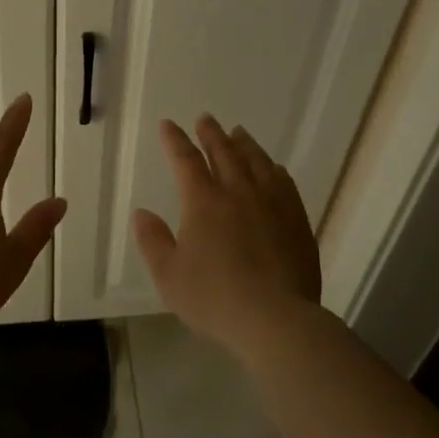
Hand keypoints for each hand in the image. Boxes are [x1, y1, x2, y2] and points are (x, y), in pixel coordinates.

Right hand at [133, 116, 321, 348]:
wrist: (276, 318)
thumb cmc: (214, 299)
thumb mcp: (169, 276)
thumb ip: (153, 241)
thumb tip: (142, 213)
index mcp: (203, 202)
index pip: (186, 160)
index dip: (176, 141)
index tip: (168, 124)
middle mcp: (238, 193)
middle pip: (224, 153)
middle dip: (211, 134)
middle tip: (206, 118)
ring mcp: (272, 203)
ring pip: (257, 162)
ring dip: (244, 144)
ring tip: (238, 132)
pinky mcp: (296, 219)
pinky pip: (283, 183)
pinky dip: (273, 168)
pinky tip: (273, 167)